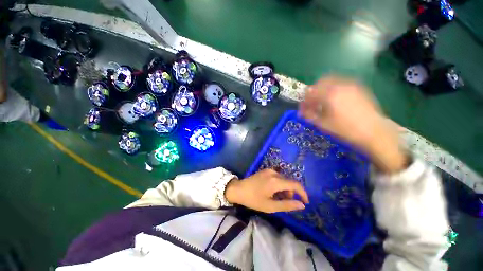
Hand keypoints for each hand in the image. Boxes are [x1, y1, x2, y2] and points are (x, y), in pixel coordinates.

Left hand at [225, 169, 308, 212]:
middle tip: (285, 203)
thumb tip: (302, 205)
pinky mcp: (266, 170)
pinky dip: (279, 185)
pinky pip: (277, 177)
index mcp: (276, 181)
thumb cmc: (253, 199)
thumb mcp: (270, 206)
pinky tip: (273, 191)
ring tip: (277, 198)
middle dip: (292, 193)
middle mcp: (274, 173)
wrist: (238, 189)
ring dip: (285, 189)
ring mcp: (269, 170)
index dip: (303, 193)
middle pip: (289, 182)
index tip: (306, 202)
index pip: (296, 185)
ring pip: (284, 179)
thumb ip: (287, 205)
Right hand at [299, 76, 406, 173]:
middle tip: (312, 104)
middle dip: (313, 92)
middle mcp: (340, 85)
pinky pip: (342, 84)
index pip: (310, 93)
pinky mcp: (360, 88)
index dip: (304, 101)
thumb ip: (309, 115)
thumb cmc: (345, 130)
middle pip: (321, 82)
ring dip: (324, 90)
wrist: (374, 132)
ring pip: (332, 81)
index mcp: (329, 95)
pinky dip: (334, 89)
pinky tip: (336, 101)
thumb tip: (301, 112)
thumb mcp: (323, 124)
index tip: (303, 109)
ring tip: (323, 102)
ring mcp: (351, 85)